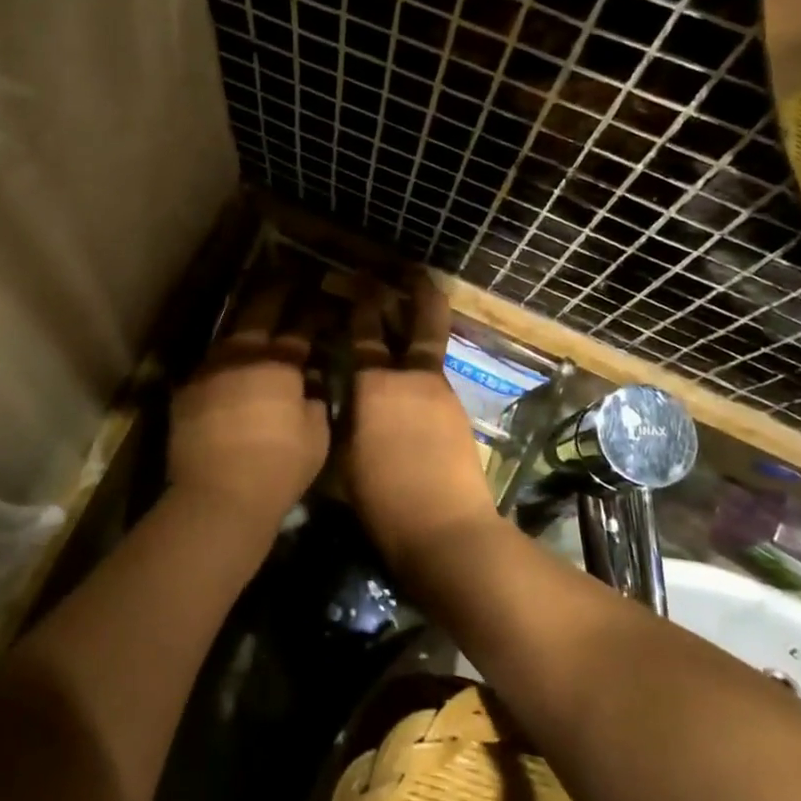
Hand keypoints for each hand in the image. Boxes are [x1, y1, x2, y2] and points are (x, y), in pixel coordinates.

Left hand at [167, 284, 329, 539]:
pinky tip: (226, 367)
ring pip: (228, 336)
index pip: (299, 327)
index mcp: (279, 363)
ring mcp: (208, 371)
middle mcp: (241, 356)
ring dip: (244, 326)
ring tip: (253, 317)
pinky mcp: (185, 393)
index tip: (321, 301)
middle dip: (274, 293)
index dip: (312, 312)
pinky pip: (208, 367)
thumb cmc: (279, 467)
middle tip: (285, 279)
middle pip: (258, 313)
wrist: (218, 496)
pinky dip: (221, 363)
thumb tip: (310, 384)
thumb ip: (315, 402)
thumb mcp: (316, 436)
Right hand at [343, 273, 500, 571]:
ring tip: (411, 317)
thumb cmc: (382, 499)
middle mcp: (411, 378)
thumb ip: (343, 419)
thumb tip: (342, 399)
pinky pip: (436, 379)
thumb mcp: (342, 458)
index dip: (361, 302)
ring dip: (421, 329)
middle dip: (418, 291)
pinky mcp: (458, 414)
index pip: (364, 332)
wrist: (446, 531)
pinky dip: (424, 369)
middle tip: (413, 269)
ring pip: (430, 349)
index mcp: (375, 384)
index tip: (359, 278)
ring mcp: (441, 393)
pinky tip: (412, 382)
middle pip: (421, 322)